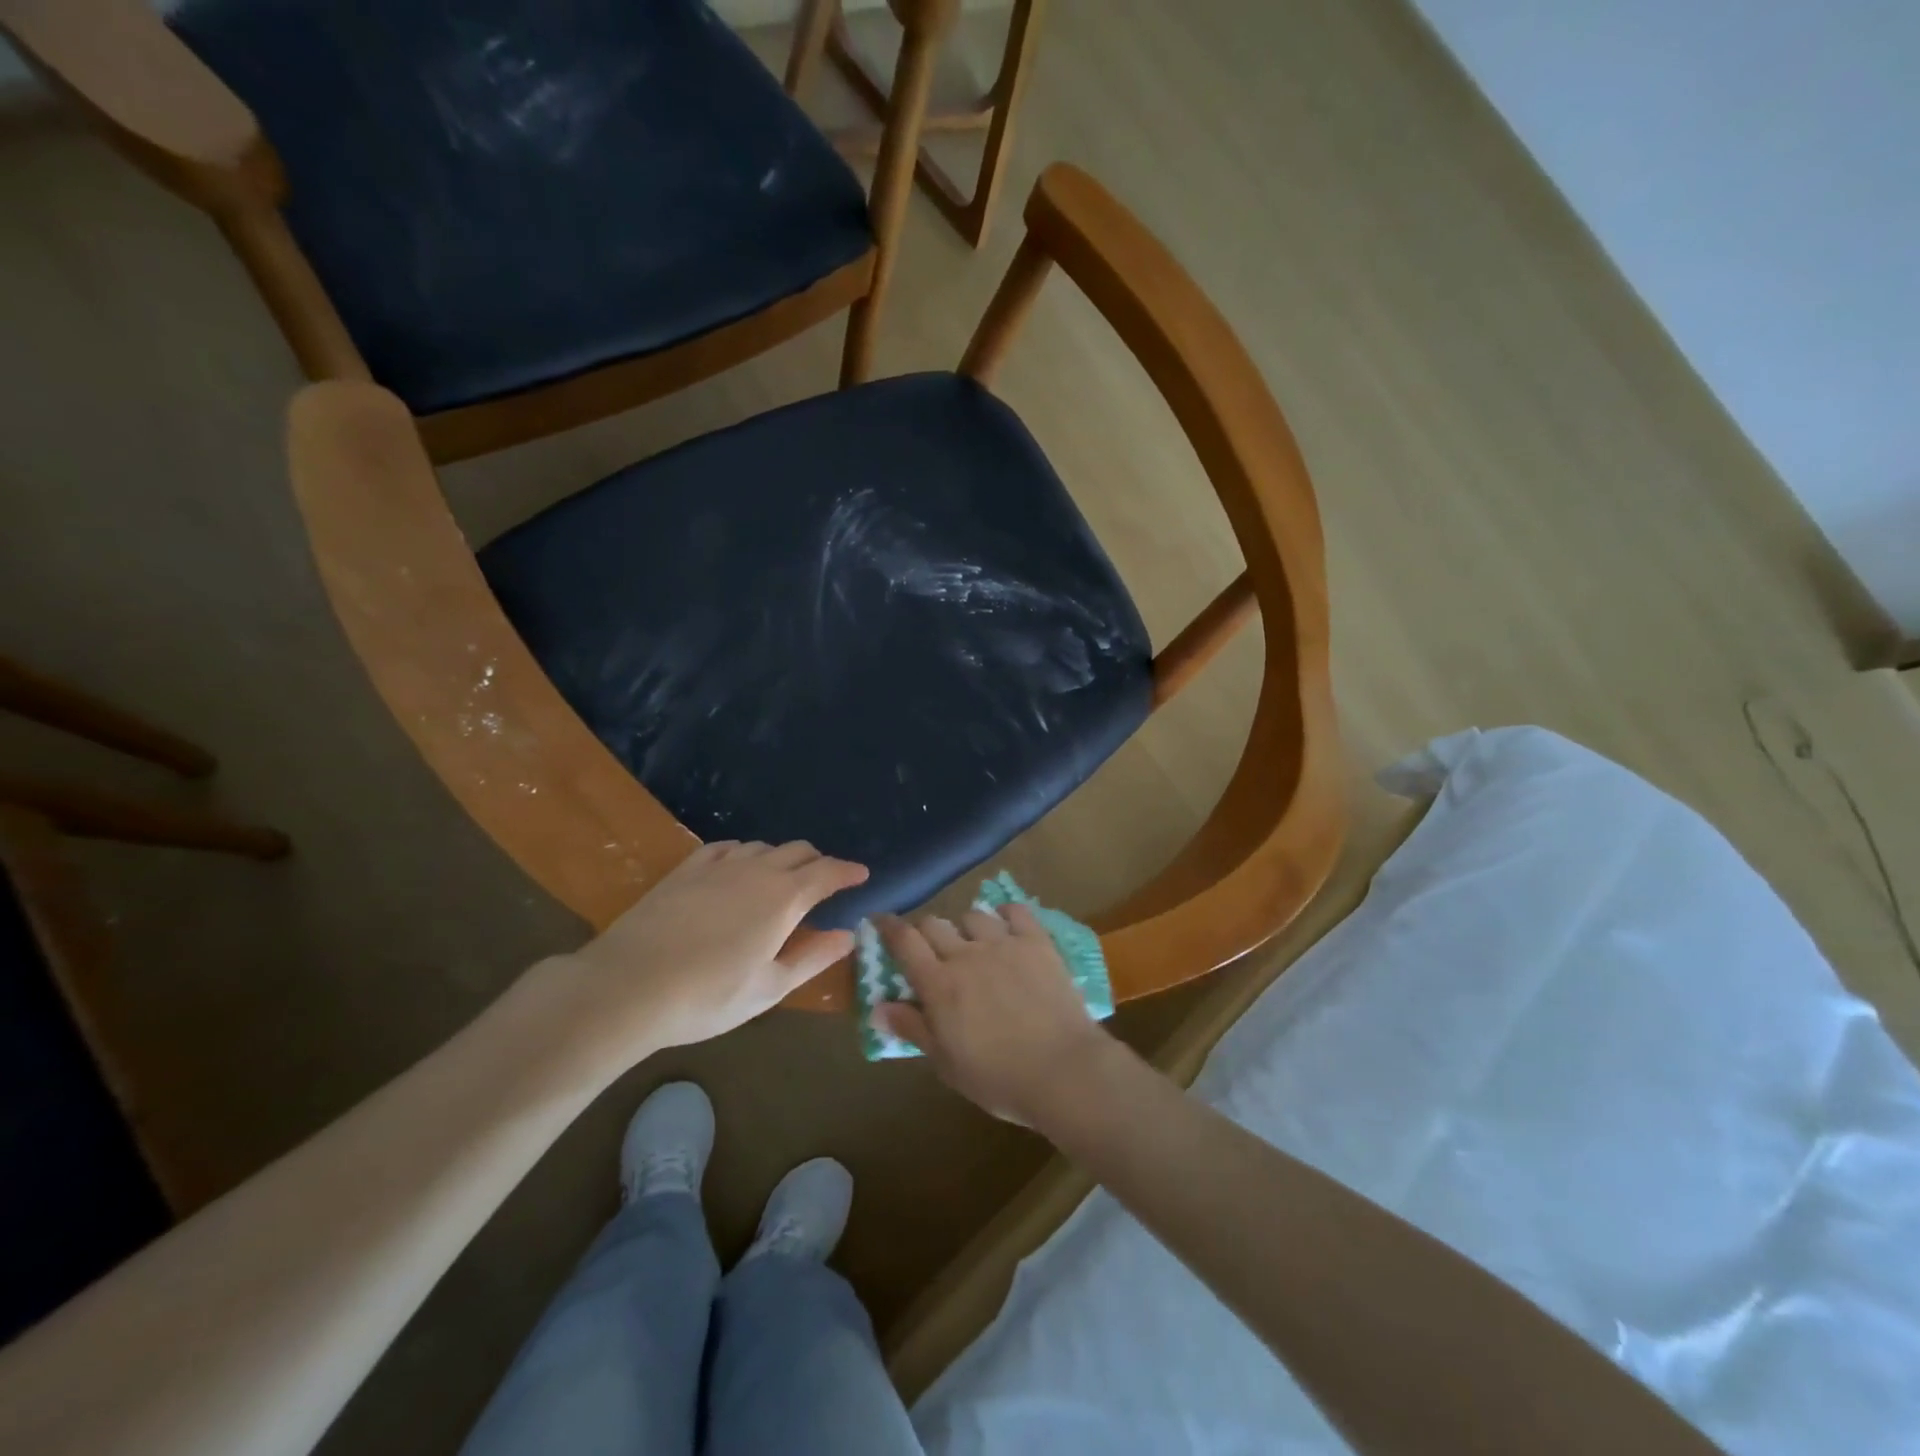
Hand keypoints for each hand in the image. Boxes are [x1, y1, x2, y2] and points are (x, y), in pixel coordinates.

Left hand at [549, 839, 867, 1059]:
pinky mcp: (686, 869)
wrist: (627, 986)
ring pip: (763, 847)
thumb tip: (848, 935)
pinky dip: (744, 853)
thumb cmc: (707, 996)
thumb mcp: (769, 987)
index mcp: (785, 898)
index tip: (862, 874)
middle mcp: (758, 871)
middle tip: (825, 881)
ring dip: (782, 857)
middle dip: (818, 861)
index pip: (828, 873)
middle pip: (798, 851)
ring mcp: (719, 866)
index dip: (848, 872)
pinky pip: (726, 847)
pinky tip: (739, 866)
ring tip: (782, 878)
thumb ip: (813, 957)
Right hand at [874, 904, 1116, 1125]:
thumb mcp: (946, 1063)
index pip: (904, 941)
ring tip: (973, 943)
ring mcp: (1003, 943)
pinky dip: (1006, 914)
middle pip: (935, 923)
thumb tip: (877, 1008)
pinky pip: (1016, 911)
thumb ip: (913, 1029)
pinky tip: (1007, 926)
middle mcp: (966, 954)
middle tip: (931, 950)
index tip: (880, 921)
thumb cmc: (998, 1078)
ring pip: (973, 915)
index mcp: (939, 984)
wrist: (1063, 1070)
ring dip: (965, 927)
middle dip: (926, 931)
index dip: (889, 927)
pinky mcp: (1037, 942)